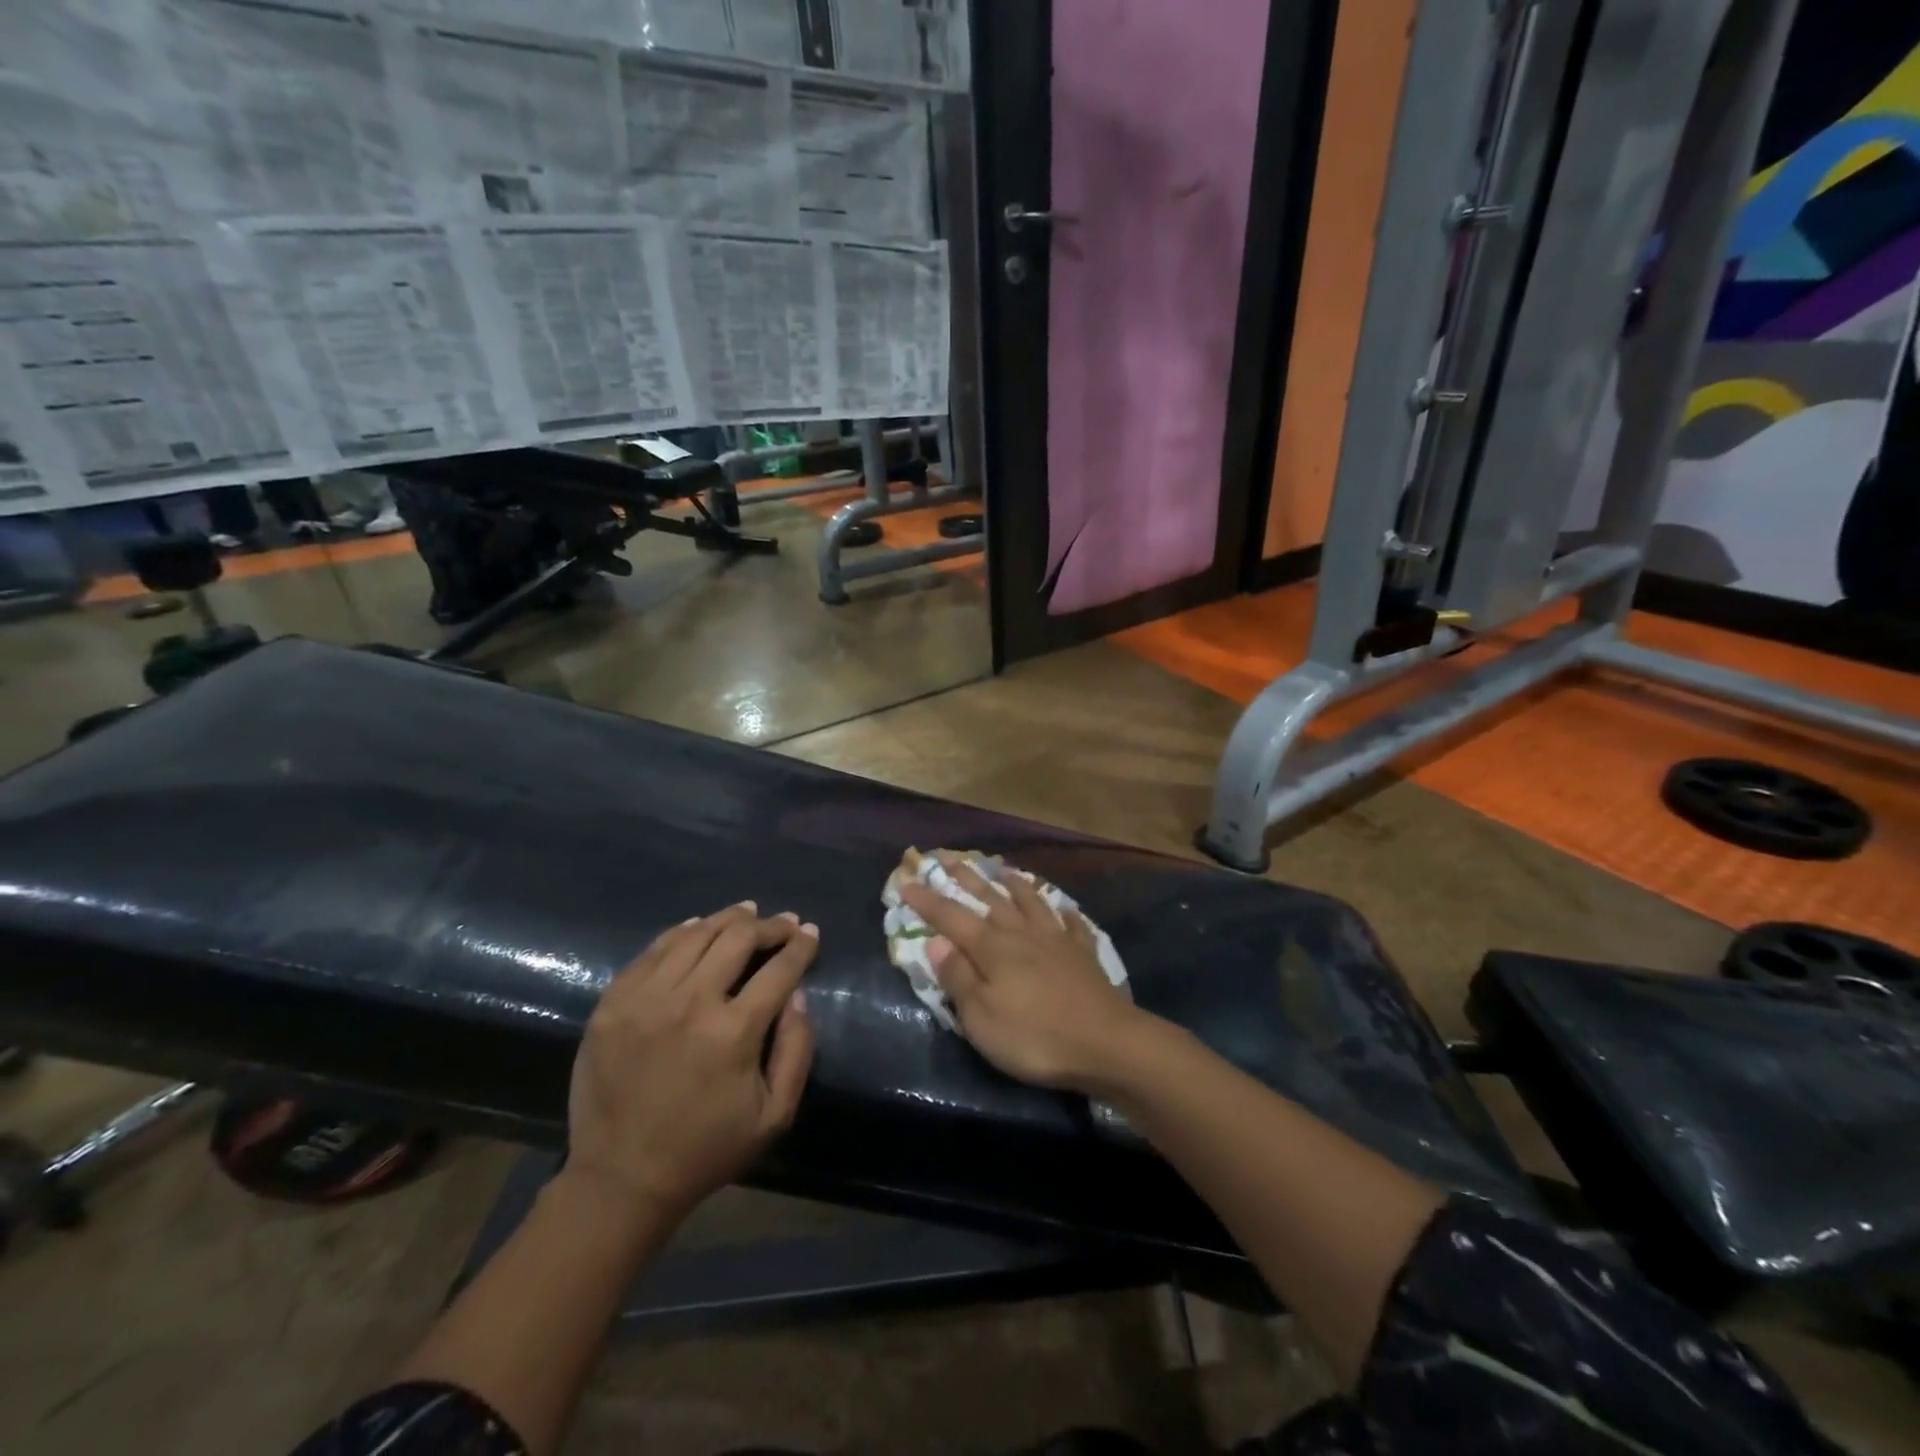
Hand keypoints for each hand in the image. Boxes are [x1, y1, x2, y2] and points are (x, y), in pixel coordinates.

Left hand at [565, 903, 816, 1225]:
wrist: (620, 1181)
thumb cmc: (707, 1150)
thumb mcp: (774, 1115)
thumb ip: (797, 1049)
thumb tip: (798, 994)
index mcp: (733, 1033)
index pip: (780, 968)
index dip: (802, 945)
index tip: (811, 932)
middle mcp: (689, 1003)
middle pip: (738, 938)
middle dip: (770, 925)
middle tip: (784, 923)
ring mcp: (645, 999)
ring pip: (695, 934)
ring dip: (727, 919)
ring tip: (746, 913)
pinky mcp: (612, 1003)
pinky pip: (653, 950)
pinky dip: (682, 932)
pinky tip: (698, 928)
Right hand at [900, 858, 1149, 1091]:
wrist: (1107, 1043)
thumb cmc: (1034, 1036)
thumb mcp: (981, 1017)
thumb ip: (958, 978)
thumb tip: (937, 943)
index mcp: (992, 948)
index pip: (950, 917)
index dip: (926, 900)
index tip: (906, 880)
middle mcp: (1022, 933)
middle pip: (990, 900)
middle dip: (967, 879)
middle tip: (949, 858)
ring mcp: (1057, 940)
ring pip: (1030, 902)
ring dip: (1013, 885)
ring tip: (1003, 870)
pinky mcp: (1084, 954)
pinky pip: (1071, 923)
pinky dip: (1063, 912)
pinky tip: (1063, 908)